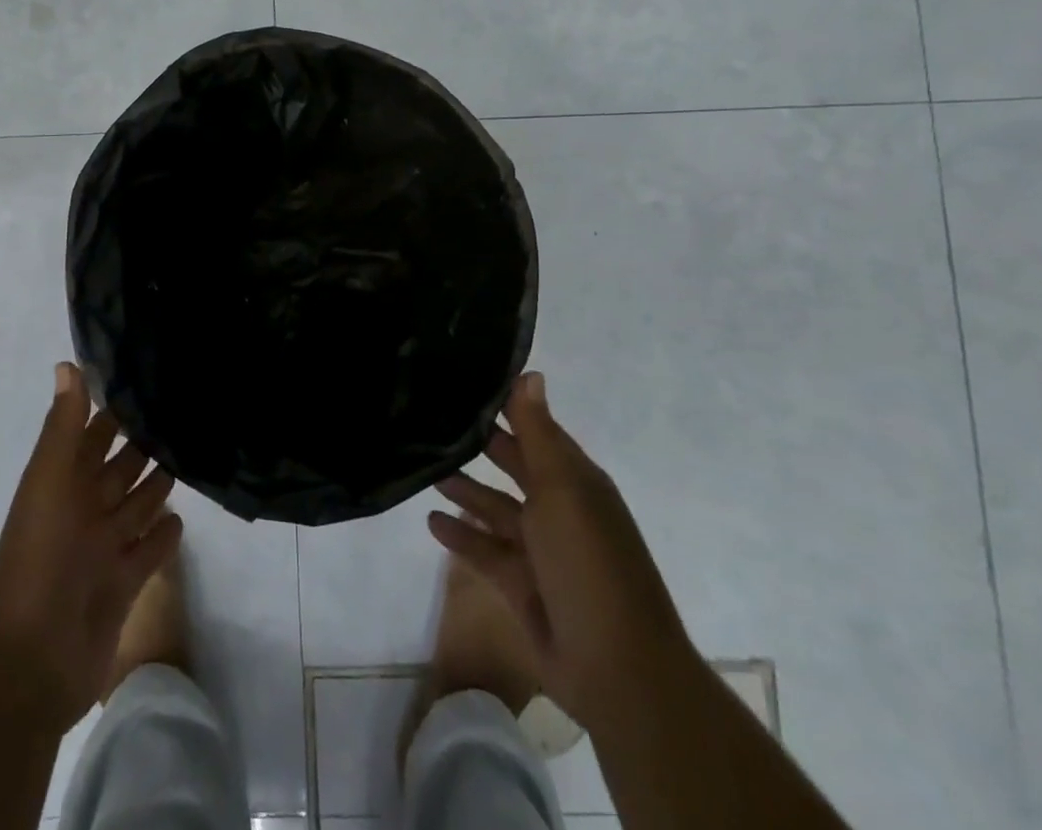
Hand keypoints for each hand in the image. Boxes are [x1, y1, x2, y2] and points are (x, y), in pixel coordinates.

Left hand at [0, 362, 181, 733]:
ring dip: (157, 484)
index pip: (89, 436)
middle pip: (117, 469)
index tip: (145, 378)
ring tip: (188, 454)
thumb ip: (63, 426)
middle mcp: (82, 511)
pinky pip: (147, 551)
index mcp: (61, 484)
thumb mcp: (49, 482)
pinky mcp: (123, 584)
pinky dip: (162, 535)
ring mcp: (103, 549)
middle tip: (181, 413)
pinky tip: (183, 516)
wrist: (30, 662)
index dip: (111, 410)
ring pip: (135, 505)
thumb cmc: (38, 559)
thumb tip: (68, 363)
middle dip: (142, 444)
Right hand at [427, 372, 697, 731]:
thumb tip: (530, 373)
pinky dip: (460, 534)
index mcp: (575, 481)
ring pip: (494, 507)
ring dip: (464, 488)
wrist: (618, 670)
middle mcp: (558, 509)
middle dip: (480, 444)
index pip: (536, 429)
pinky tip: (431, 520)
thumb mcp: (562, 490)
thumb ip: (538, 433)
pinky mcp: (521, 585)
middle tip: (431, 418)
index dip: (505, 405)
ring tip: (423, 466)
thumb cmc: (589, 564)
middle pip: (513, 465)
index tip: (463, 379)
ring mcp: (539, 549)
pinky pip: (484, 550)